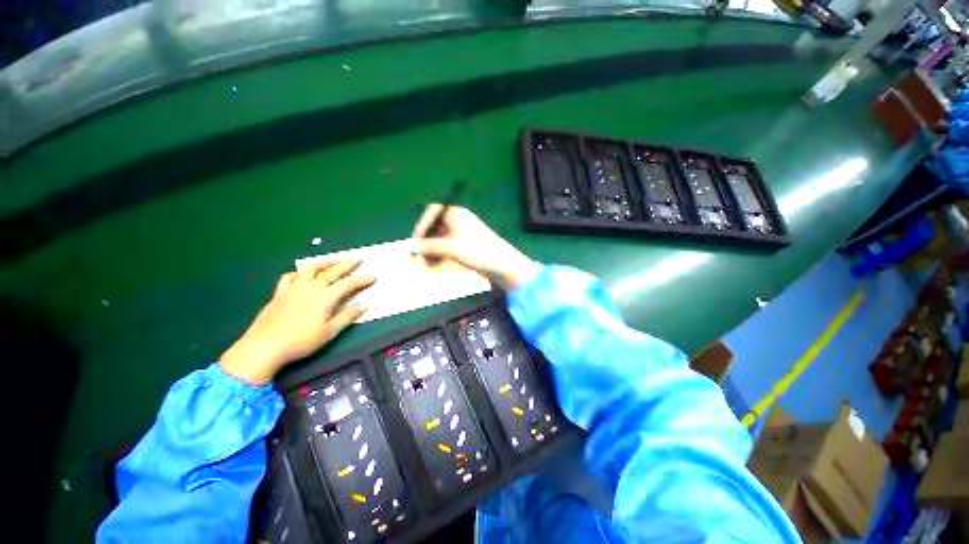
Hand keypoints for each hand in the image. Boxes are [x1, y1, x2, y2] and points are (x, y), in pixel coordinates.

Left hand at [220, 260, 375, 384]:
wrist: (264, 346)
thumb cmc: (301, 341)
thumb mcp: (329, 332)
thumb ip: (347, 316)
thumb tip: (364, 305)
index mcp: (325, 297)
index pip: (348, 283)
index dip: (363, 278)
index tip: (374, 274)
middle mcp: (311, 287)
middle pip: (332, 271)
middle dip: (347, 264)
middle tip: (359, 259)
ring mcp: (294, 288)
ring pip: (311, 269)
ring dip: (325, 262)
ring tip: (334, 260)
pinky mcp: (279, 292)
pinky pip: (290, 276)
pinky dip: (299, 272)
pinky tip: (302, 274)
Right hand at [412, 204, 538, 290]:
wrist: (502, 264)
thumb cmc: (477, 251)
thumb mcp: (450, 248)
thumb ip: (429, 246)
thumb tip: (411, 247)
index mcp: (456, 213)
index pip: (432, 212)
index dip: (421, 225)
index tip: (415, 242)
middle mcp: (459, 220)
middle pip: (436, 226)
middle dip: (426, 241)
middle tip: (419, 256)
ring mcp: (464, 232)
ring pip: (442, 238)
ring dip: (433, 250)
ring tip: (428, 264)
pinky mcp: (468, 244)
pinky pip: (449, 246)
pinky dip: (442, 253)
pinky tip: (437, 265)